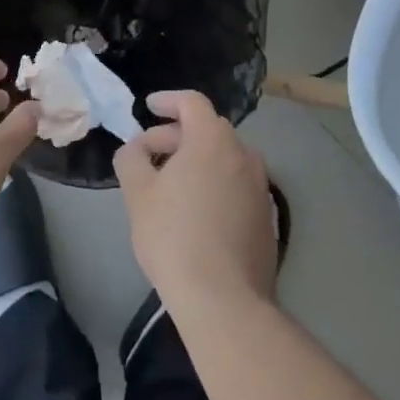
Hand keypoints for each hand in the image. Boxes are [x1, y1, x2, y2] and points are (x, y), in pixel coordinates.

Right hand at [113, 90, 276, 310]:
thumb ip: (132, 159)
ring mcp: (260, 185)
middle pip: (208, 129)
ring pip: (224, 158)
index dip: (168, 100)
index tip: (148, 107)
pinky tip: (196, 212)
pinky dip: (215, 184)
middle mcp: (243, 154)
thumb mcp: (138, 194)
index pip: (192, 102)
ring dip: (196, 161)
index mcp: (213, 140)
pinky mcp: (267, 216)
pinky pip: (236, 184)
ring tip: (170, 184)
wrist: (224, 299)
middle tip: (149, 154)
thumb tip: (136, 148)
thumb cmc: (174, 237)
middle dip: (176, 135)